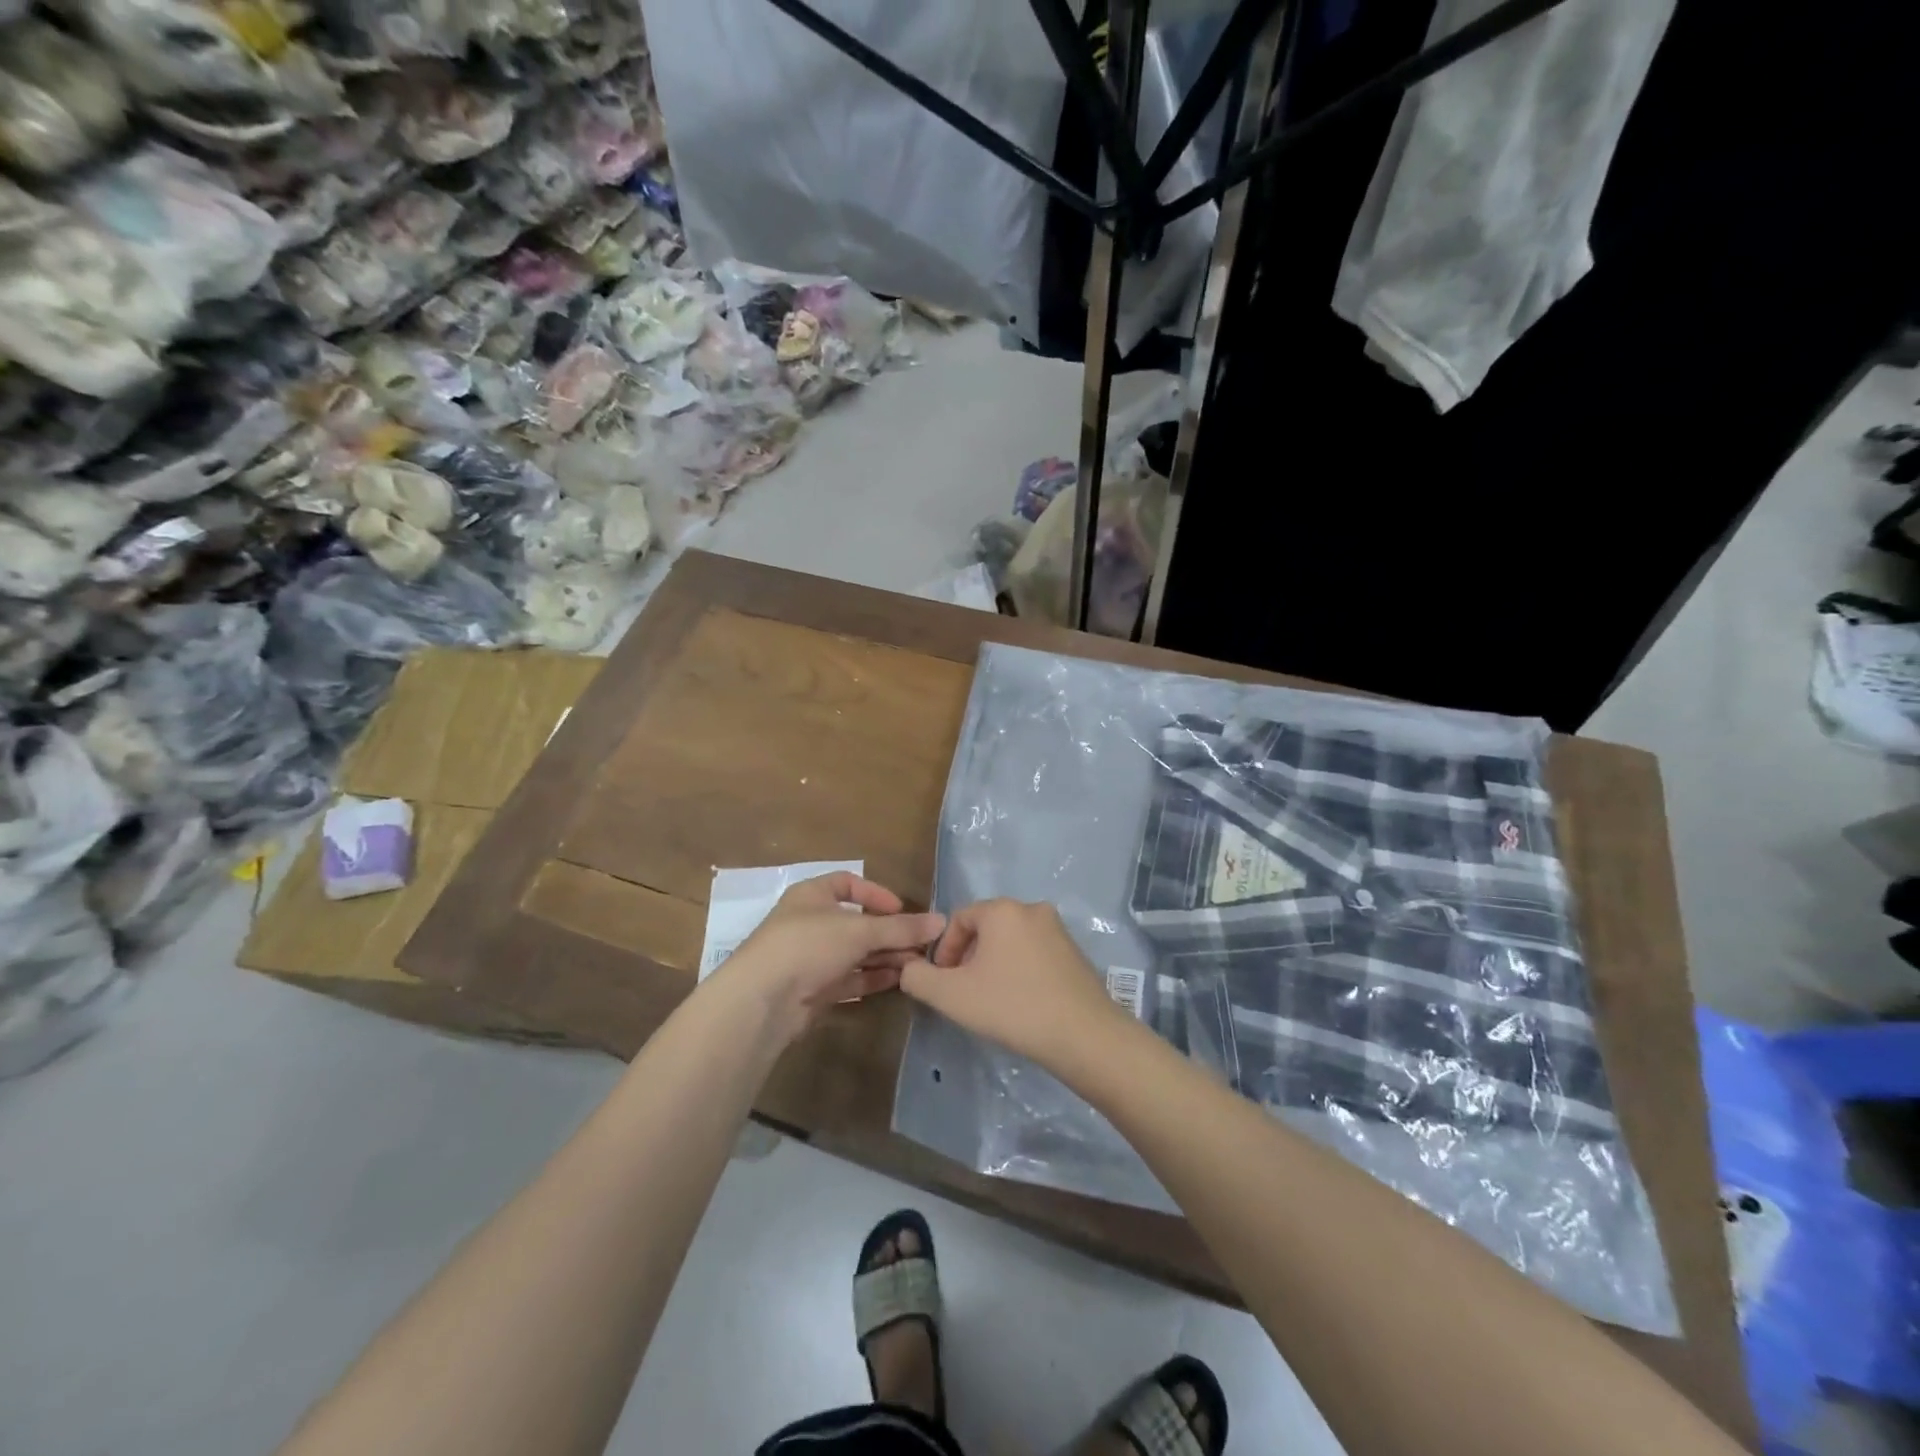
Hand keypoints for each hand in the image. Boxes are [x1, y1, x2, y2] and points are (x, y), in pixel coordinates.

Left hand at [720, 872, 944, 1044]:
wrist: (763, 1001)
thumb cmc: (808, 945)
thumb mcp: (859, 930)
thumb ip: (901, 928)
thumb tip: (941, 921)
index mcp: (812, 895)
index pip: (848, 883)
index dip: (876, 894)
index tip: (902, 909)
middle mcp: (811, 923)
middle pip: (857, 922)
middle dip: (889, 933)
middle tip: (921, 944)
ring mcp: (811, 958)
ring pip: (855, 953)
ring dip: (885, 957)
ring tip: (917, 965)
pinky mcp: (813, 990)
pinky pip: (849, 978)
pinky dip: (872, 979)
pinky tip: (898, 981)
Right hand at [900, 899, 1125, 1068]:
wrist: (1082, 1034)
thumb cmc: (1011, 1006)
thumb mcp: (951, 995)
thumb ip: (918, 978)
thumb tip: (910, 968)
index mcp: (1002, 910)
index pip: (958, 919)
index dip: (944, 951)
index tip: (943, 983)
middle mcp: (1032, 909)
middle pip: (986, 929)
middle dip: (969, 958)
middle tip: (964, 993)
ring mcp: (1058, 930)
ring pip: (1011, 942)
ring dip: (994, 965)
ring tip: (991, 1000)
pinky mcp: (1075, 953)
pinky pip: (1035, 954)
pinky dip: (1020, 971)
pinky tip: (1020, 1002)